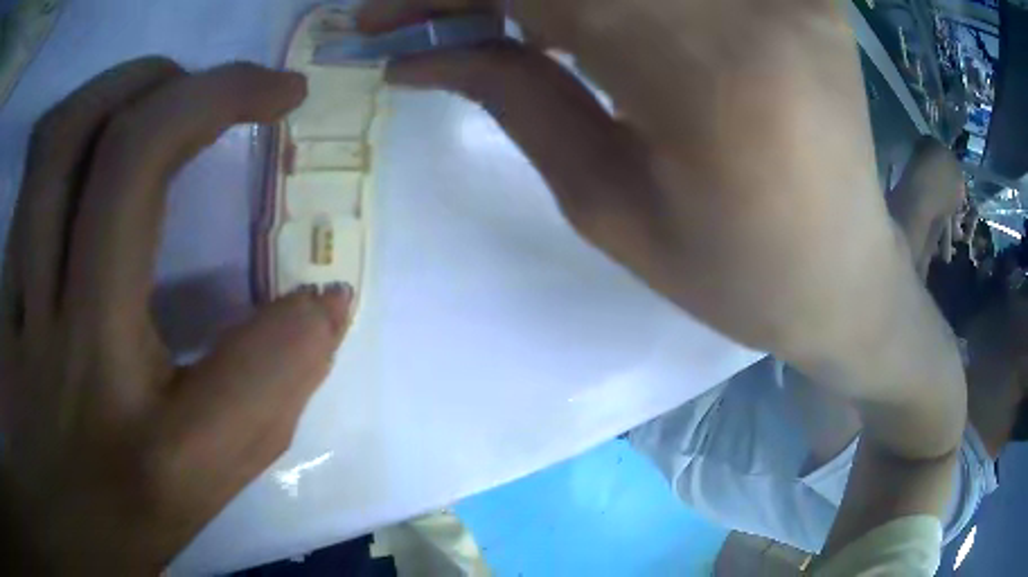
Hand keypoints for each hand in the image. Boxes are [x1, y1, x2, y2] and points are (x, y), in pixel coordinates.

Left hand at [0, 59, 347, 572]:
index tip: (293, 121)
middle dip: (194, 92)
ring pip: (56, 150)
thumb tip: (325, 301)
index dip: (297, 264)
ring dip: (121, 88)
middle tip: (237, 84)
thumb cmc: (122, 523)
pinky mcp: (2, 306)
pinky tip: (92, 135)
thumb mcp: (205, 488)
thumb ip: (268, 394)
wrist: (63, 541)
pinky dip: (64, 134)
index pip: (229, 292)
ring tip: (163, 84)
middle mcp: (71, 356)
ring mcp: (19, 321)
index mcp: (148, 437)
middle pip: (118, 162)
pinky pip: (26, 186)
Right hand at [360, 0, 963, 450]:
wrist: (844, 275)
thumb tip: (420, 53)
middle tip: (437, 14)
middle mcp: (757, 7)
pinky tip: (584, 21)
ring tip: (505, 24)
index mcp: (711, 77)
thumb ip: (515, 99)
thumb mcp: (610, 209)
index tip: (380, 14)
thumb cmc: (738, 274)